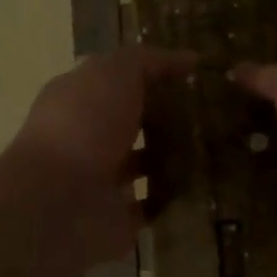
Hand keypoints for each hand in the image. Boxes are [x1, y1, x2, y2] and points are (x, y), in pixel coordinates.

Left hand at [11, 45, 197, 267]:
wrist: (59, 202)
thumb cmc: (84, 125)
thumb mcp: (115, 74)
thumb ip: (149, 62)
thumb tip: (189, 58)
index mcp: (77, 98)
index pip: (116, 80)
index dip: (152, 74)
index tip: (195, 75)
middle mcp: (85, 137)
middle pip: (130, 122)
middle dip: (165, 118)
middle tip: (214, 114)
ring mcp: (98, 180)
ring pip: (142, 164)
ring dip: (172, 159)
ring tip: (218, 149)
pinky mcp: (115, 218)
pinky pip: (150, 205)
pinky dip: (172, 199)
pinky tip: (206, 187)